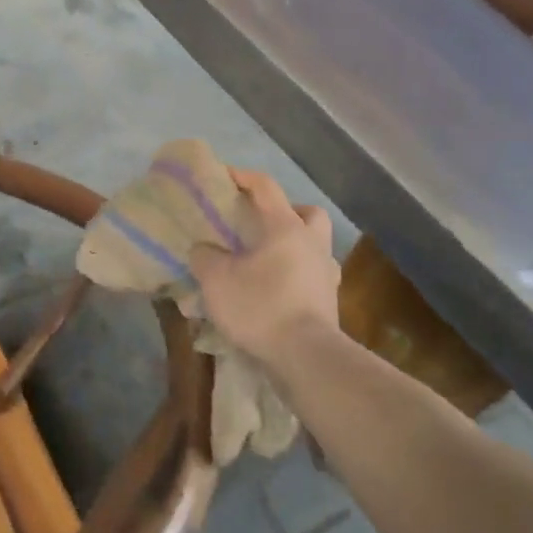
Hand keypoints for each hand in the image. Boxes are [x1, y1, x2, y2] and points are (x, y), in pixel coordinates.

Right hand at [189, 169, 345, 372]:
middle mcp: (312, 244)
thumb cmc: (260, 306)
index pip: (265, 188)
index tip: (223, 175)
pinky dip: (296, 275)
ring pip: (314, 246)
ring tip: (266, 259)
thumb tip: (204, 250)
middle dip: (287, 211)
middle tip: (260, 223)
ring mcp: (325, 274)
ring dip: (295, 245)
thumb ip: (205, 257)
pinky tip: (276, 288)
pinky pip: (313, 276)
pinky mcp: (329, 302)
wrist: (306, 357)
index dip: (243, 176)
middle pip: (307, 213)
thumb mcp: (216, 279)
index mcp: (285, 227)